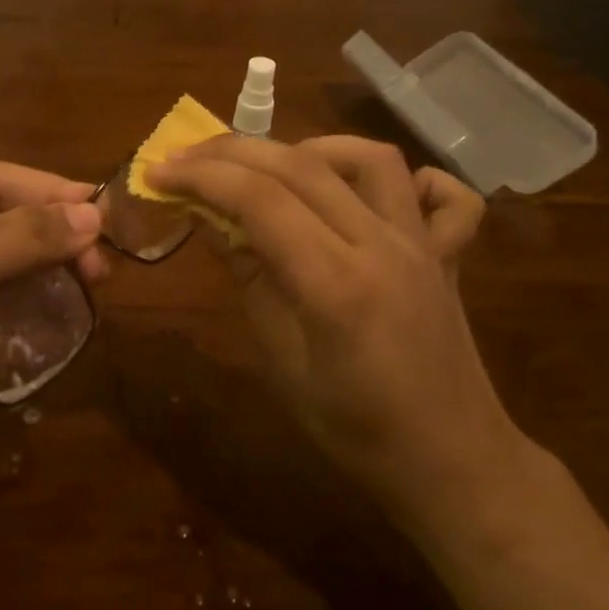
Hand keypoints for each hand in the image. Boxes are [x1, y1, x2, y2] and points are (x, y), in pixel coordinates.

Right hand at [147, 135, 528, 535]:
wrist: (451, 462)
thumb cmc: (355, 429)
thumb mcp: (283, 363)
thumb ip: (252, 281)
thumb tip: (213, 221)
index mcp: (335, 285)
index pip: (259, 200)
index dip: (200, 177)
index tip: (157, 172)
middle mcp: (382, 246)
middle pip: (301, 166)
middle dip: (232, 152)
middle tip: (186, 158)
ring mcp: (423, 244)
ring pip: (369, 159)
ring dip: (309, 148)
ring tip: (268, 168)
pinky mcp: (447, 253)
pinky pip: (441, 194)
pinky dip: (403, 177)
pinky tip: (364, 192)